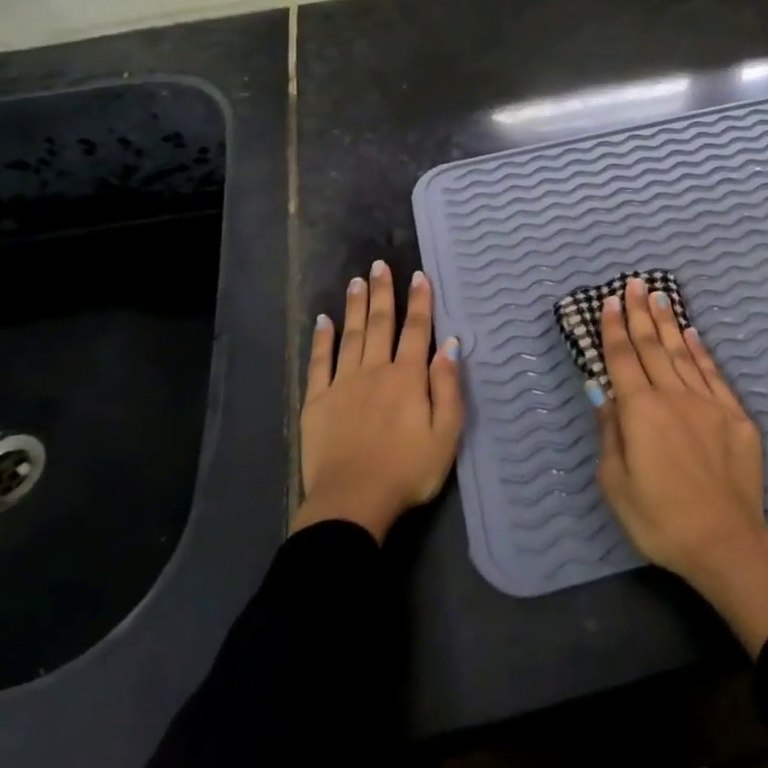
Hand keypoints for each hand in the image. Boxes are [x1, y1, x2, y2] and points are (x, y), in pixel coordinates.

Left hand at [294, 261, 463, 542]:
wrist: (353, 502)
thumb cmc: (407, 471)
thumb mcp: (446, 434)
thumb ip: (448, 387)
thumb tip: (450, 345)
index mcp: (408, 378)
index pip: (416, 330)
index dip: (420, 302)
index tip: (419, 276)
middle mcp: (375, 371)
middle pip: (380, 324)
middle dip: (383, 293)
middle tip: (380, 265)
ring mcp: (343, 384)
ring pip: (351, 335)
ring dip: (355, 306)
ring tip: (357, 281)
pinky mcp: (317, 401)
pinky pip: (319, 362)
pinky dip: (322, 339)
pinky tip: (323, 320)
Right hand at [592, 278, 767, 652]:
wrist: (725, 542)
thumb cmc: (660, 519)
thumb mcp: (616, 484)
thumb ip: (610, 434)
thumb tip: (603, 394)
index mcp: (640, 412)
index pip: (622, 360)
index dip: (614, 329)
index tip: (609, 302)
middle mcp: (673, 396)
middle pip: (653, 347)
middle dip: (640, 314)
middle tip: (635, 284)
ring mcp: (708, 403)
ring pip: (683, 353)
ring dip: (669, 324)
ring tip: (660, 298)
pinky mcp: (735, 416)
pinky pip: (713, 374)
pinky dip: (701, 351)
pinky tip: (693, 334)